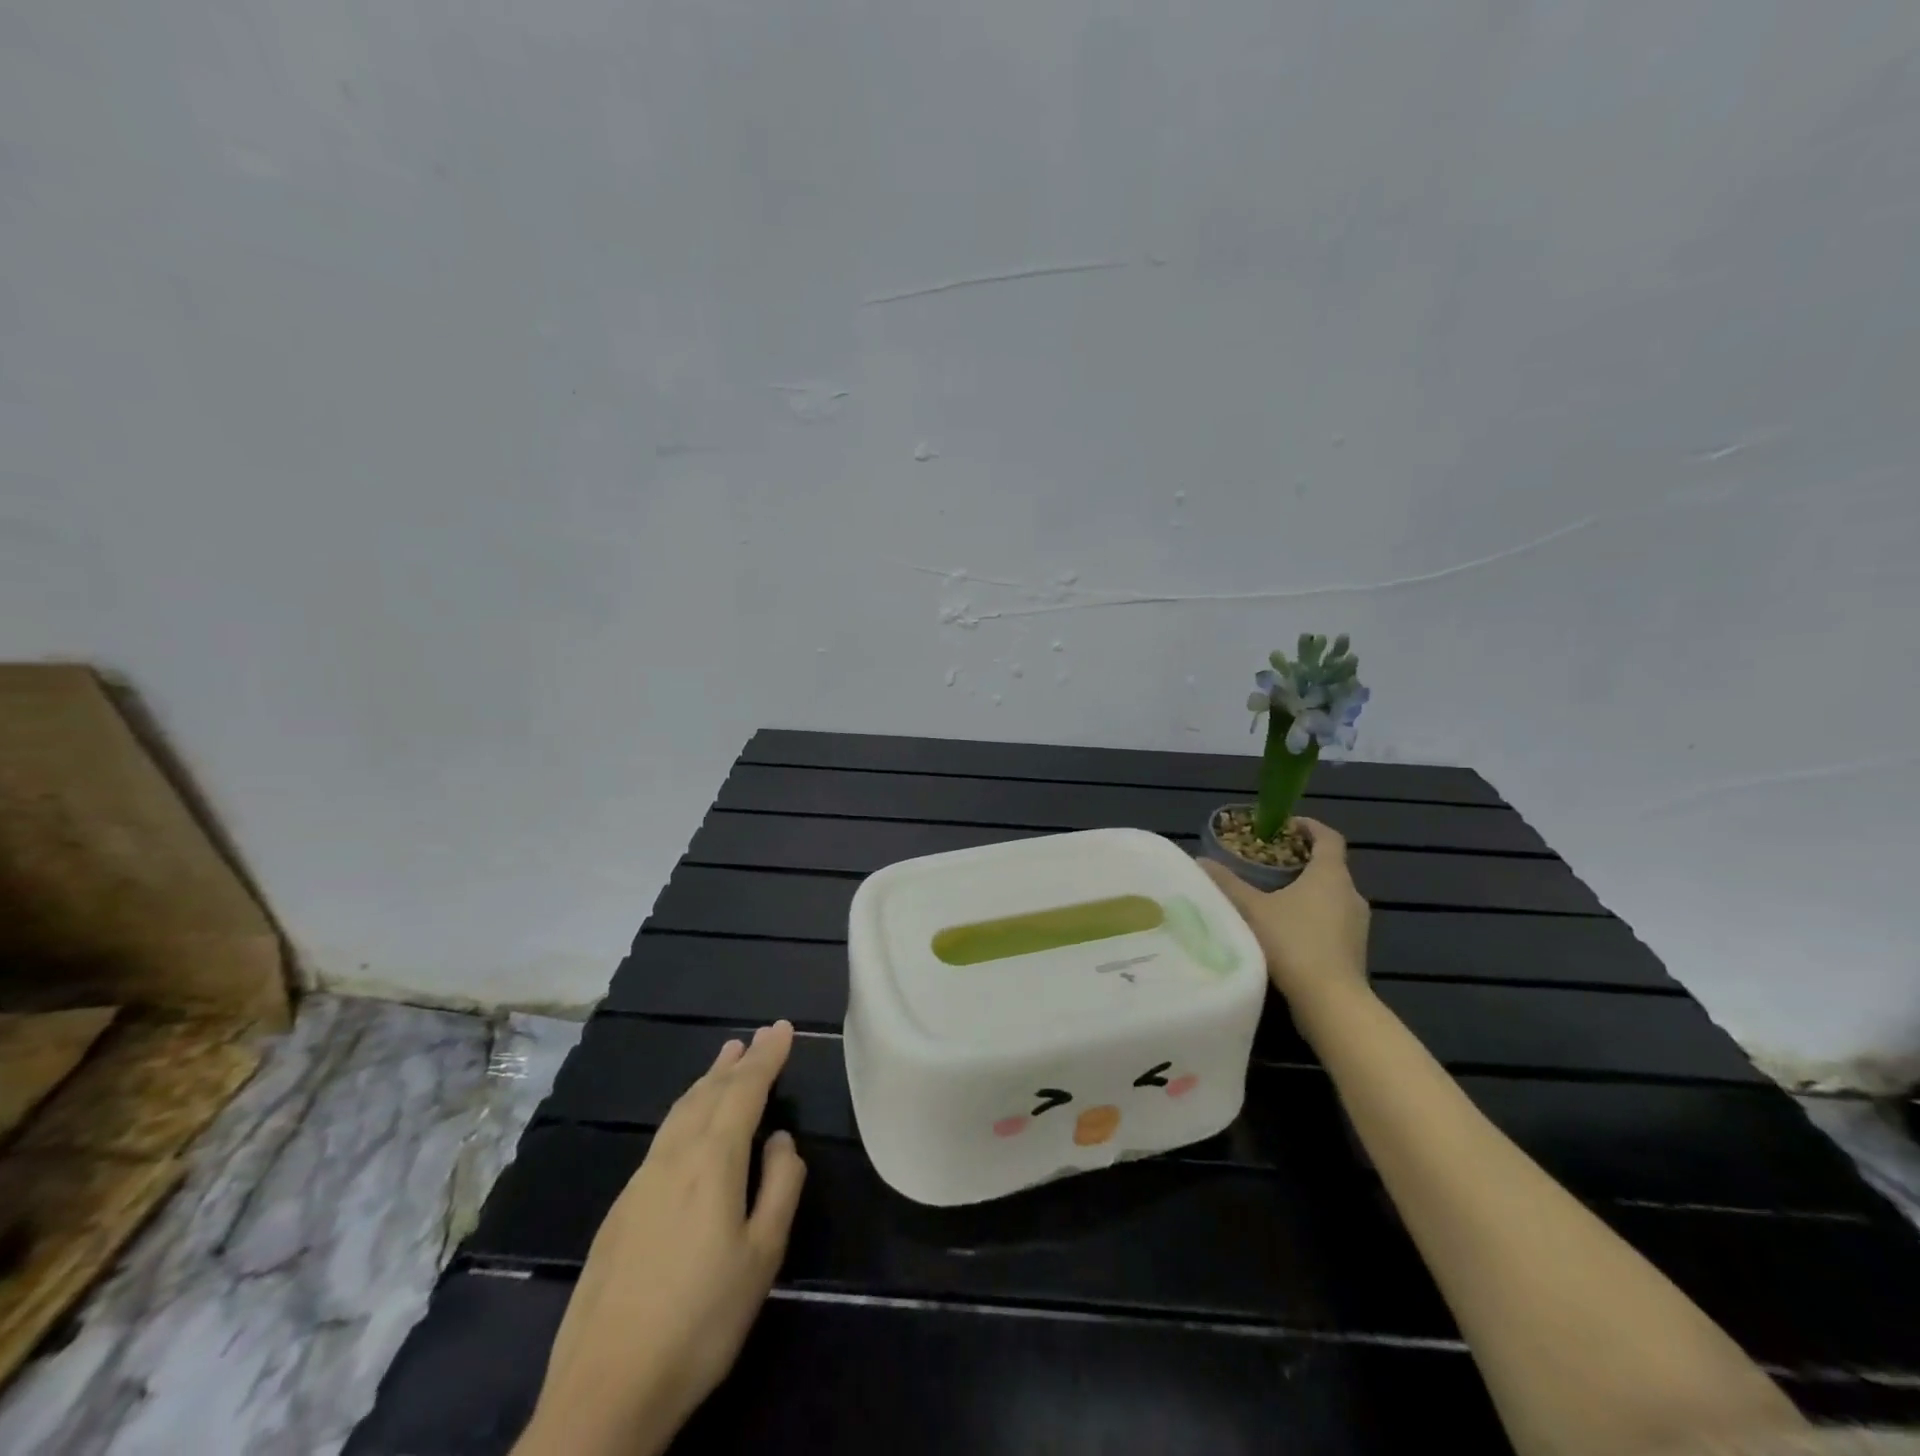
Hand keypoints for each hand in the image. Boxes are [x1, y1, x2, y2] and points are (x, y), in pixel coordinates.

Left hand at [515, 1022, 806, 1455]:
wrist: (605, 1390)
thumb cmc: (701, 1320)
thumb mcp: (762, 1256)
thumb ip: (780, 1186)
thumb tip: (780, 1140)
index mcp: (712, 1161)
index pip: (744, 1090)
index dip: (767, 1057)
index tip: (782, 1027)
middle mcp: (673, 1158)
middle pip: (708, 1093)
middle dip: (737, 1062)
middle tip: (757, 1036)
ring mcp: (640, 1182)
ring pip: (680, 1112)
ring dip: (707, 1081)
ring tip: (725, 1060)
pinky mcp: (620, 1210)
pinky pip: (663, 1137)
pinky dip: (686, 1111)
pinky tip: (689, 1123)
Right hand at [1201, 818, 1370, 1011]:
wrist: (1331, 1002)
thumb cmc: (1293, 943)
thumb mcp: (1252, 909)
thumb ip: (1227, 883)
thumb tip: (1200, 861)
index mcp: (1331, 875)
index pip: (1329, 838)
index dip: (1309, 826)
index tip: (1286, 824)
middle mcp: (1351, 893)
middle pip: (1330, 866)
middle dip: (1301, 859)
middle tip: (1269, 861)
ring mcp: (1357, 924)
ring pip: (1332, 894)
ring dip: (1308, 889)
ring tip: (1274, 894)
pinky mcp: (1354, 949)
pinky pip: (1334, 919)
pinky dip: (1313, 914)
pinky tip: (1287, 928)